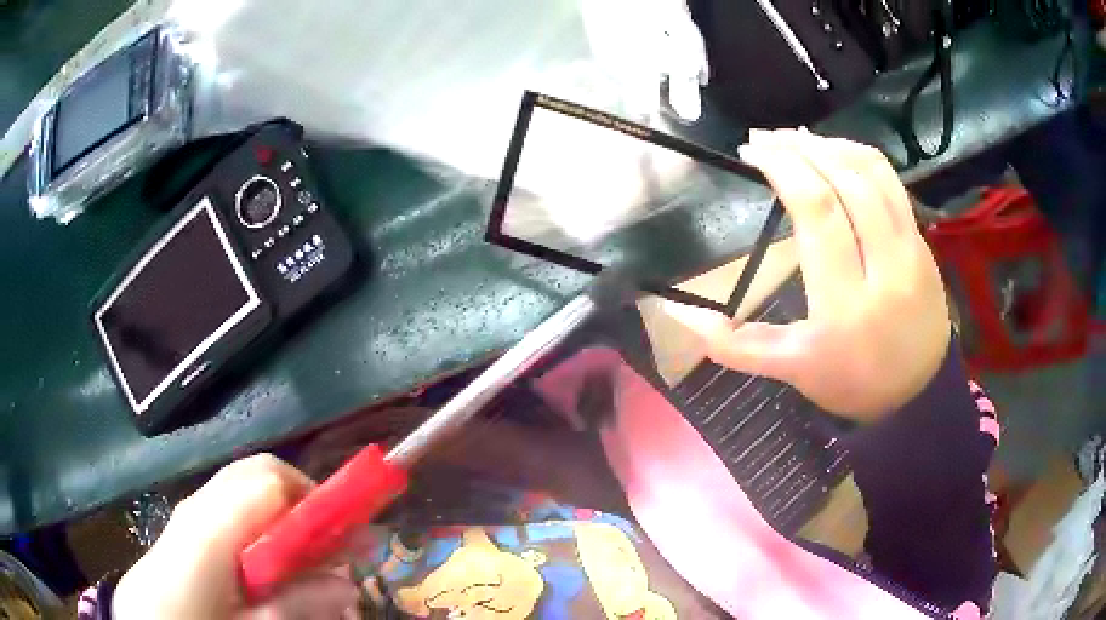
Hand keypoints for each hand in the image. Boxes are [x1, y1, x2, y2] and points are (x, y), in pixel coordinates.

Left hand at [113, 454, 359, 618]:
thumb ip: (294, 605)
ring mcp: (191, 516)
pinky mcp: (188, 532)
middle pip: (260, 478)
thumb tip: (347, 582)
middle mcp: (199, 507)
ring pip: (249, 498)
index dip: (316, 497)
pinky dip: (264, 538)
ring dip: (287, 527)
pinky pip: (234, 518)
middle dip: (305, 509)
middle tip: (335, 555)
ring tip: (308, 573)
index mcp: (209, 526)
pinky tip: (270, 577)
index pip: (269, 479)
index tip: (349, 536)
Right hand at [666, 129, 949, 419]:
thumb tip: (679, 316)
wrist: (917, 393)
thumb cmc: (851, 382)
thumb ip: (738, 346)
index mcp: (844, 306)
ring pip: (873, 174)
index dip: (783, 168)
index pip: (818, 212)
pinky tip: (836, 152)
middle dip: (801, 147)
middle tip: (767, 138)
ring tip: (798, 138)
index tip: (752, 151)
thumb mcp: (794, 371)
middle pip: (845, 182)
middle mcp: (884, 270)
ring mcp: (910, 251)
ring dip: (831, 144)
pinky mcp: (922, 242)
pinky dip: (860, 156)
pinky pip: (893, 183)